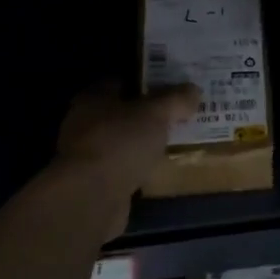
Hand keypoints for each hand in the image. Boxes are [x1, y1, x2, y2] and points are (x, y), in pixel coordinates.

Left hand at [53, 82, 198, 229]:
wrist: (92, 197)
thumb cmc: (120, 143)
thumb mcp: (155, 114)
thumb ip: (175, 99)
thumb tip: (194, 89)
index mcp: (93, 98)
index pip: (120, 81)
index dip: (146, 81)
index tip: (171, 85)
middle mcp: (85, 123)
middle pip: (122, 113)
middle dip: (148, 114)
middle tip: (179, 114)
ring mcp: (88, 155)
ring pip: (123, 141)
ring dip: (144, 143)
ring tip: (175, 141)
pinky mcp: (95, 182)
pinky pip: (124, 167)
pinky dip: (139, 167)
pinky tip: (160, 168)